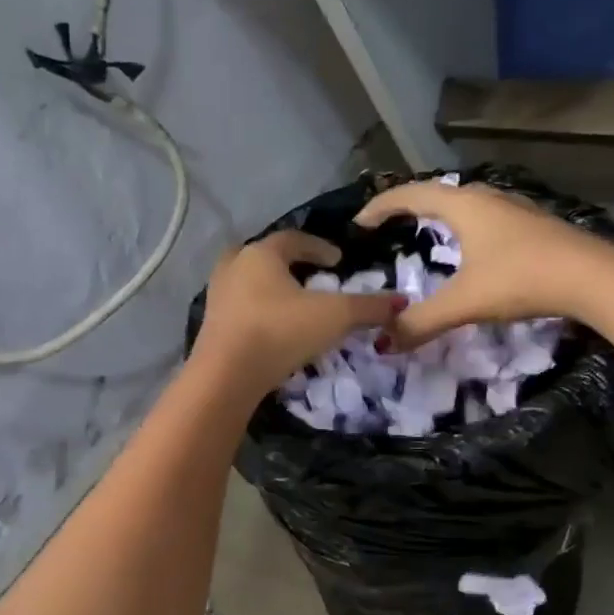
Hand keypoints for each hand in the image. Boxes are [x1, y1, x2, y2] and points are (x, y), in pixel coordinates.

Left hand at [192, 231, 404, 396]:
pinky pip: (239, 308)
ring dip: (269, 288)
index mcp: (261, 254)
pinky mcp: (211, 325)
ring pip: (247, 281)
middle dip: (287, 263)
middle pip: (263, 256)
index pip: (294, 239)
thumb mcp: (334, 317)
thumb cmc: (280, 331)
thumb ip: (368, 307)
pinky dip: (257, 310)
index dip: (319, 247)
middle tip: (309, 276)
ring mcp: (217, 296)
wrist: (226, 375)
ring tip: (292, 304)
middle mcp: (234, 267)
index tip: (338, 261)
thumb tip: (402, 302)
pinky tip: (273, 328)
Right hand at [355, 181, 611, 348]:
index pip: (408, 195)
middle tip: (387, 226)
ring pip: (463, 202)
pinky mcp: (532, 223)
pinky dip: (463, 224)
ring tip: (424, 233)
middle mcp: (485, 197)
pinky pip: (483, 215)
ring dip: (438, 213)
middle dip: (406, 206)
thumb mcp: (465, 302)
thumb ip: (421, 322)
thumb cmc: (522, 278)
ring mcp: (513, 207)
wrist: (594, 278)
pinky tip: (471, 247)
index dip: (379, 207)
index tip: (358, 224)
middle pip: (435, 192)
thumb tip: (384, 343)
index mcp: (462, 205)